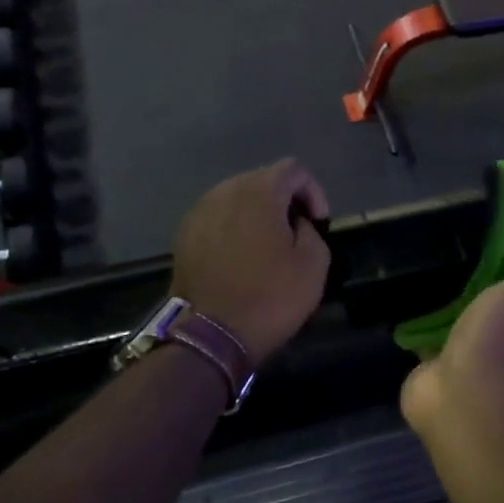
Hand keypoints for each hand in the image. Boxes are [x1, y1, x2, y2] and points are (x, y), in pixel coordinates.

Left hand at [172, 159, 330, 364]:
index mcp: (259, 192)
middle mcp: (225, 191)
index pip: (293, 169)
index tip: (319, 223)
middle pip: (262, 180)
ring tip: (268, 246)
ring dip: (257, 214)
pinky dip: (234, 229)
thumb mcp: (314, 264)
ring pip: (237, 199)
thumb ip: (312, 230)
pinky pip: (218, 219)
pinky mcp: (184, 235)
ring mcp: (199, 212)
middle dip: (284, 201)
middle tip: (297, 233)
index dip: (313, 191)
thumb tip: (296, 224)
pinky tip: (241, 258)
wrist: (211, 333)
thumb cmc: (270, 297)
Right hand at [403, 251, 503, 430]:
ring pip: (479, 343)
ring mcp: (480, 371)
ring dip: (468, 326)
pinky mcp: (442, 375)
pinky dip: (429, 341)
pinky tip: (417, 319)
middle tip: (496, 283)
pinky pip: (437, 352)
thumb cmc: (503, 339)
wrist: (461, 394)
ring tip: (452, 293)